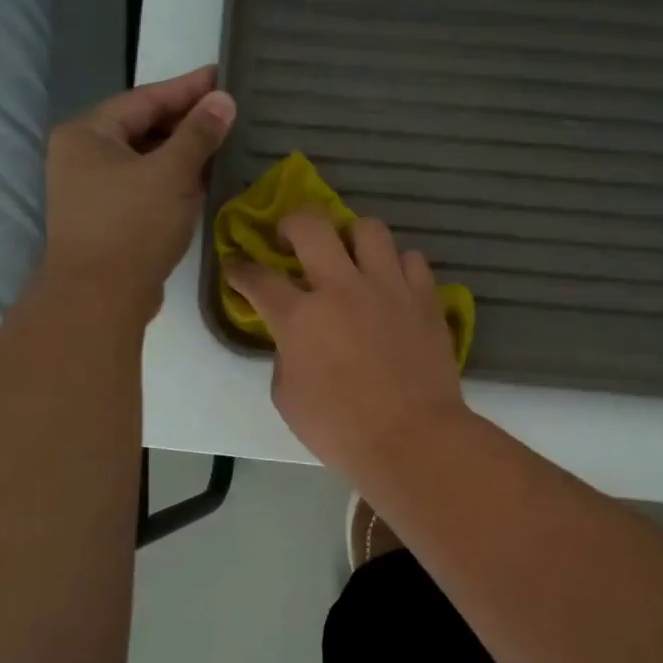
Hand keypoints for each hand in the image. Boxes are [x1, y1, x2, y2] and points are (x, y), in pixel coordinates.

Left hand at [42, 65, 234, 319]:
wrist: (100, 298)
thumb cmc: (133, 226)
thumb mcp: (172, 173)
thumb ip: (198, 134)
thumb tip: (223, 100)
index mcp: (87, 134)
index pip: (145, 99)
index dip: (187, 88)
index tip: (223, 76)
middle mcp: (83, 156)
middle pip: (143, 127)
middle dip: (187, 121)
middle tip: (229, 110)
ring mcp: (93, 190)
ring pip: (146, 159)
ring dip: (184, 152)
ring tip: (225, 142)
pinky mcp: (108, 218)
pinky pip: (146, 186)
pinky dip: (174, 180)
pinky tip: (205, 179)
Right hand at [225, 210, 466, 481]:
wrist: (413, 439)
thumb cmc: (342, 430)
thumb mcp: (289, 399)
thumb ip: (285, 356)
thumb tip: (296, 339)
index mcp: (300, 317)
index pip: (258, 278)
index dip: (240, 269)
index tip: (237, 266)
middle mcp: (342, 287)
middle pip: (310, 224)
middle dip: (291, 223)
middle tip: (291, 239)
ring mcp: (388, 287)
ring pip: (369, 228)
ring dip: (353, 238)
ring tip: (352, 258)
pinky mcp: (425, 297)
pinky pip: (412, 259)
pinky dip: (398, 266)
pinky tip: (393, 284)